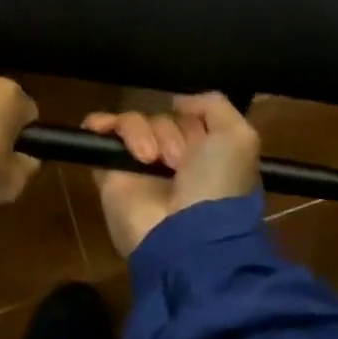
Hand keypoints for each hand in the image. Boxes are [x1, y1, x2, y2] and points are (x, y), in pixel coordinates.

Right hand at [82, 93, 260, 256]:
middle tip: (176, 160)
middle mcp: (171, 158)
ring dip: (141, 133)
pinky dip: (99, 124)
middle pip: (159, 118)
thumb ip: (215, 106)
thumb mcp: (238, 138)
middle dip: (168, 131)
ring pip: (132, 122)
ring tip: (150, 159)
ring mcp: (138, 166)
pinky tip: (104, 128)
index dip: (191, 122)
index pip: (187, 117)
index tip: (198, 140)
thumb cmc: (217, 185)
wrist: (186, 237)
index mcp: (202, 154)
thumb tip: (178, 101)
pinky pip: (98, 135)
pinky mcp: (110, 173)